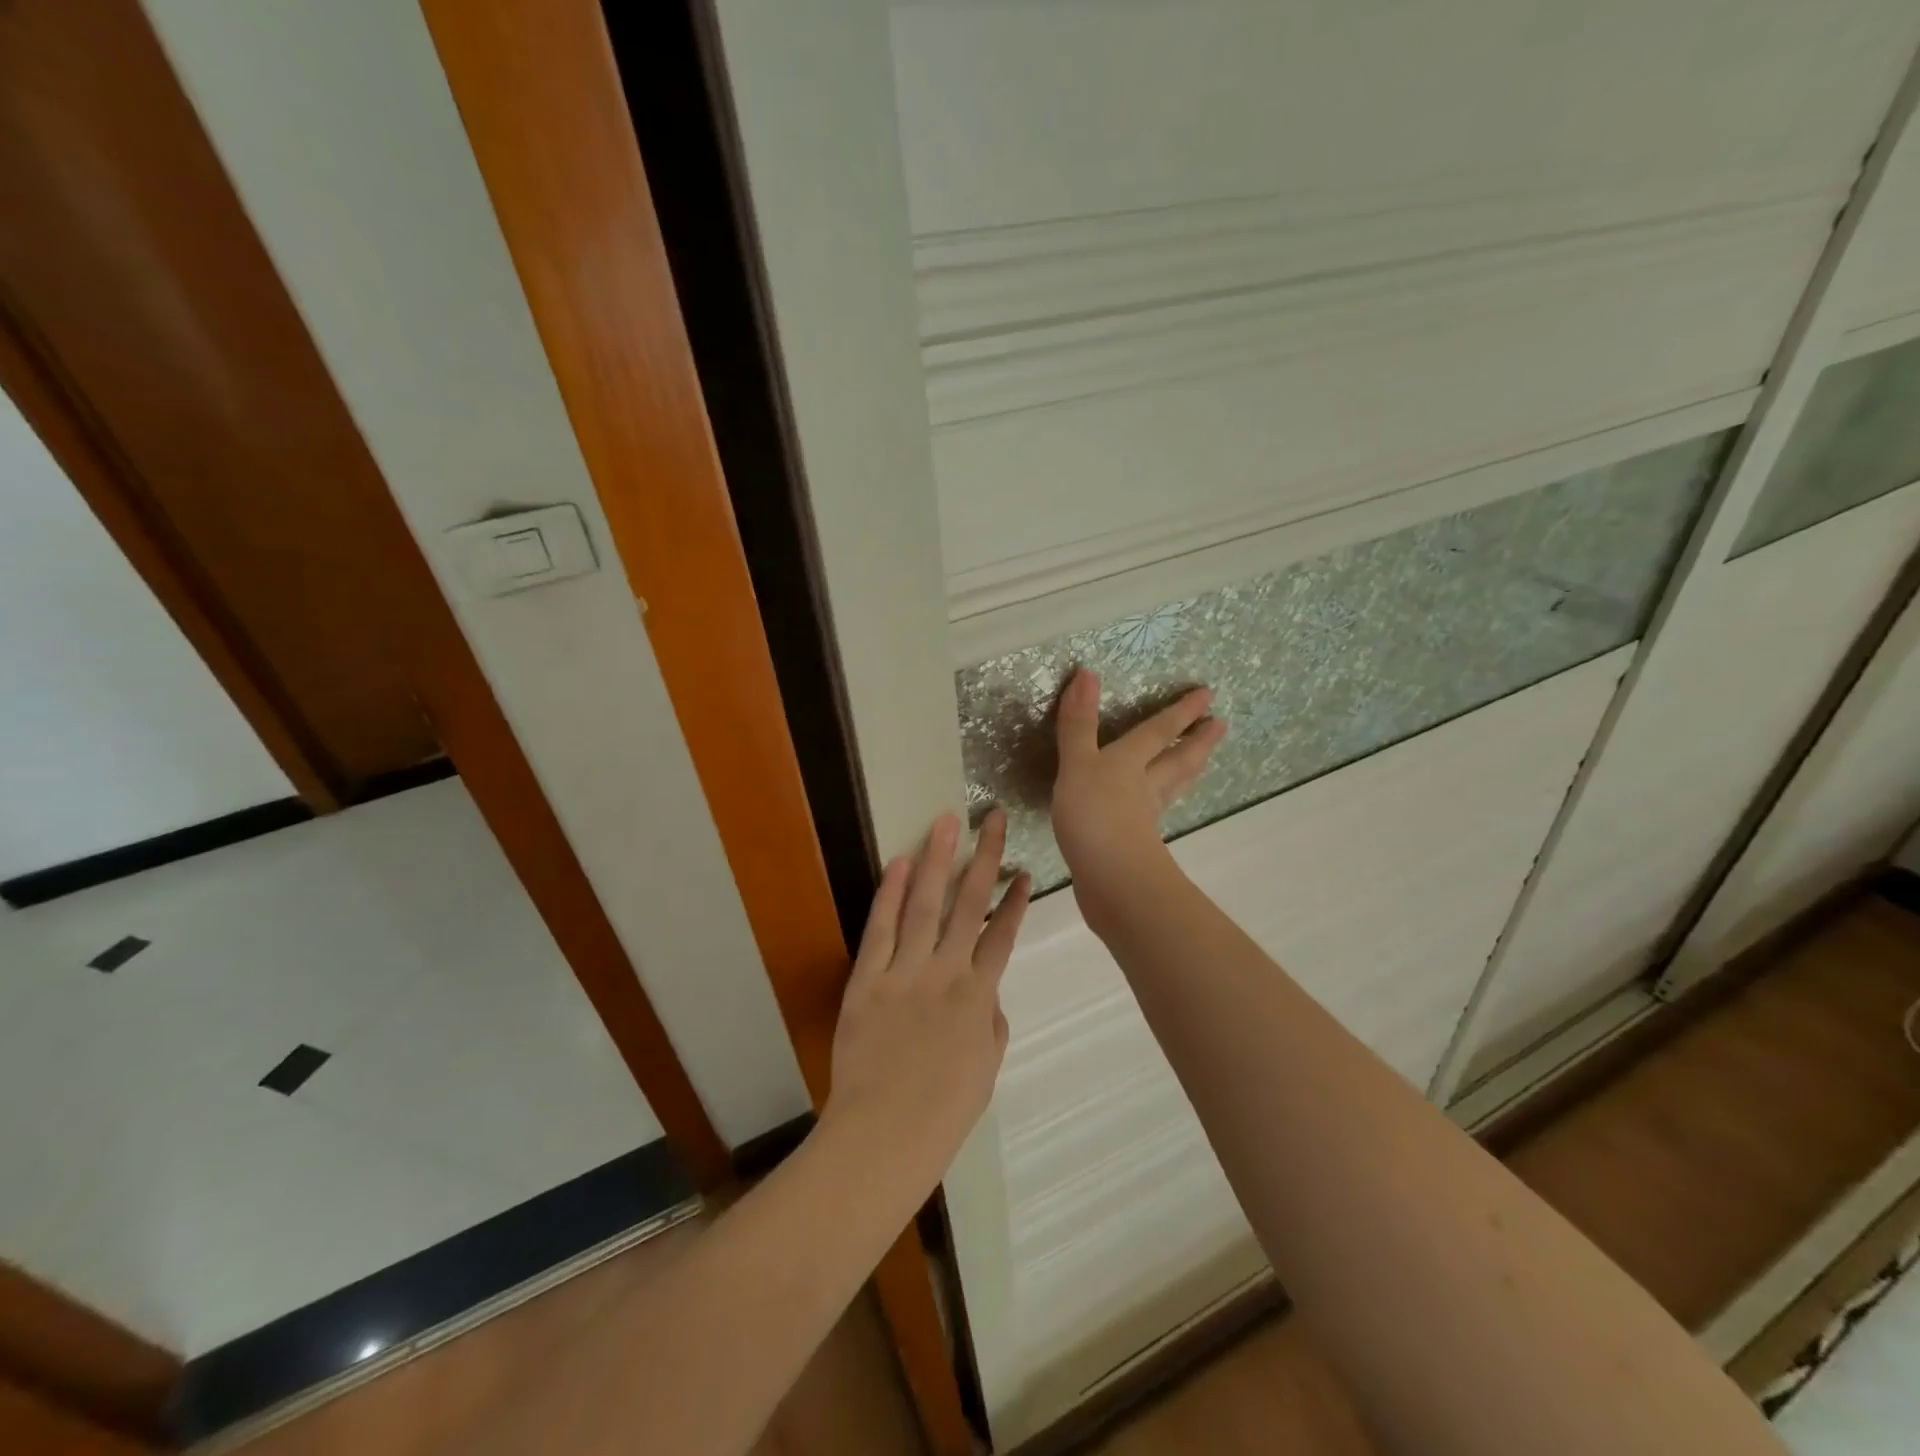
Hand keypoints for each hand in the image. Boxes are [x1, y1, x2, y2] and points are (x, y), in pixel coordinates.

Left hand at [822, 810, 1030, 1190]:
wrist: (883, 1136)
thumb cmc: (942, 1113)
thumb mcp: (985, 1071)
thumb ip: (991, 1025)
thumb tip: (988, 995)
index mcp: (979, 997)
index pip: (1003, 936)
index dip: (1016, 902)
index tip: (1025, 871)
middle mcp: (946, 973)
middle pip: (970, 904)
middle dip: (984, 858)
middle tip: (993, 819)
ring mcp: (905, 972)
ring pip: (926, 904)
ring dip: (939, 860)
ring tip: (948, 822)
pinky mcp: (867, 979)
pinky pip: (882, 928)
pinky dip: (892, 894)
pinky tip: (902, 863)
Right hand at [1052, 668, 1225, 930]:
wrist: (1111, 880)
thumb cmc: (1094, 815)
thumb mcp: (1079, 764)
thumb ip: (1079, 724)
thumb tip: (1087, 672)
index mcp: (1130, 763)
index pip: (1159, 732)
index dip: (1180, 712)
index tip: (1208, 694)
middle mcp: (1143, 787)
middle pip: (1177, 760)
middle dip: (1196, 741)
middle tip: (1221, 726)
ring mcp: (1143, 819)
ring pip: (1170, 788)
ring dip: (1186, 772)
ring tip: (1201, 761)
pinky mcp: (1135, 846)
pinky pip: (1152, 816)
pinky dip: (1159, 806)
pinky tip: (1153, 811)